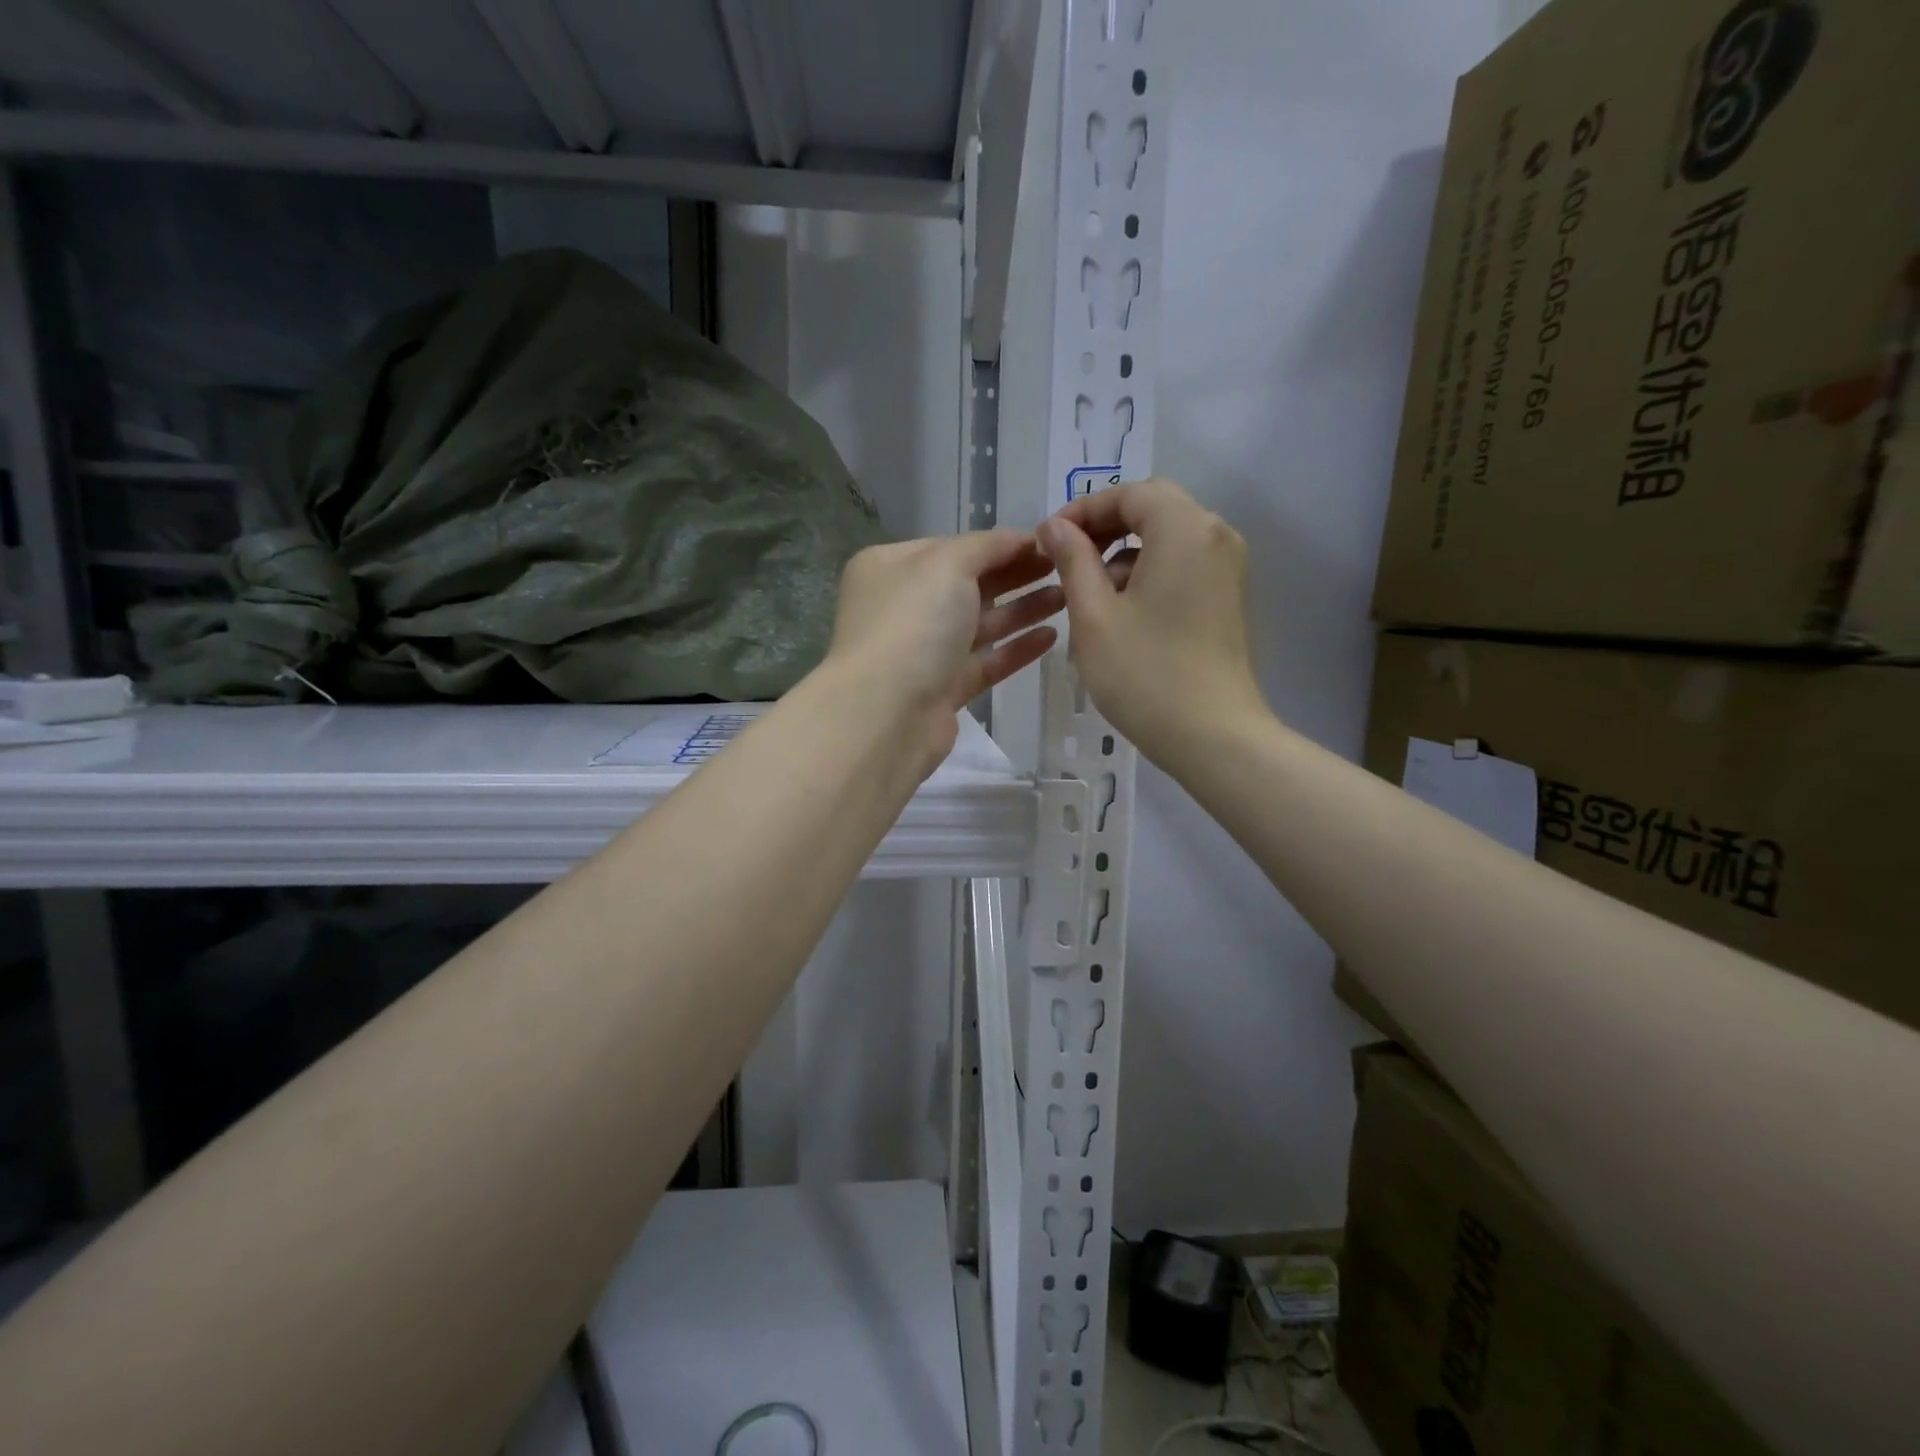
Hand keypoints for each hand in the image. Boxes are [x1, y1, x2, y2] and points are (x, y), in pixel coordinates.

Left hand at [826, 530, 1063, 770]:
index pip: (952, 547)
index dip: (999, 544)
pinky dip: (1015, 649)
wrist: (886, 714)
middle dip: (1015, 575)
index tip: (1048, 542)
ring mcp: (922, 652)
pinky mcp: (942, 691)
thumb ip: (987, 546)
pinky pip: (984, 663)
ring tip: (1067, 597)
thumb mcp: (947, 564)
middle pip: (968, 585)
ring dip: (1022, 609)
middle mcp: (903, 607)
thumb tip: (1019, 538)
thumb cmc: (913, 623)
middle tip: (1064, 567)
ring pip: (979, 625)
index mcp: (891, 568)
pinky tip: (1051, 637)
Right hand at [1038, 477, 1268, 765]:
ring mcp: (1228, 568)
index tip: (1048, 539)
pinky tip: (1122, 613)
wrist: (1213, 736)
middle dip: (1105, 529)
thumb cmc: (1145, 674)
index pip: (1130, 493)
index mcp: (1185, 529)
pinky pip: (1183, 564)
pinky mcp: (1228, 597)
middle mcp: (1216, 535)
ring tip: (1088, 595)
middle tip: (1065, 561)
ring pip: (1168, 538)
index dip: (1084, 509)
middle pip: (1153, 509)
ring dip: (1125, 553)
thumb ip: (1072, 560)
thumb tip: (1055, 526)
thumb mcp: (1093, 615)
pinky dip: (1149, 573)